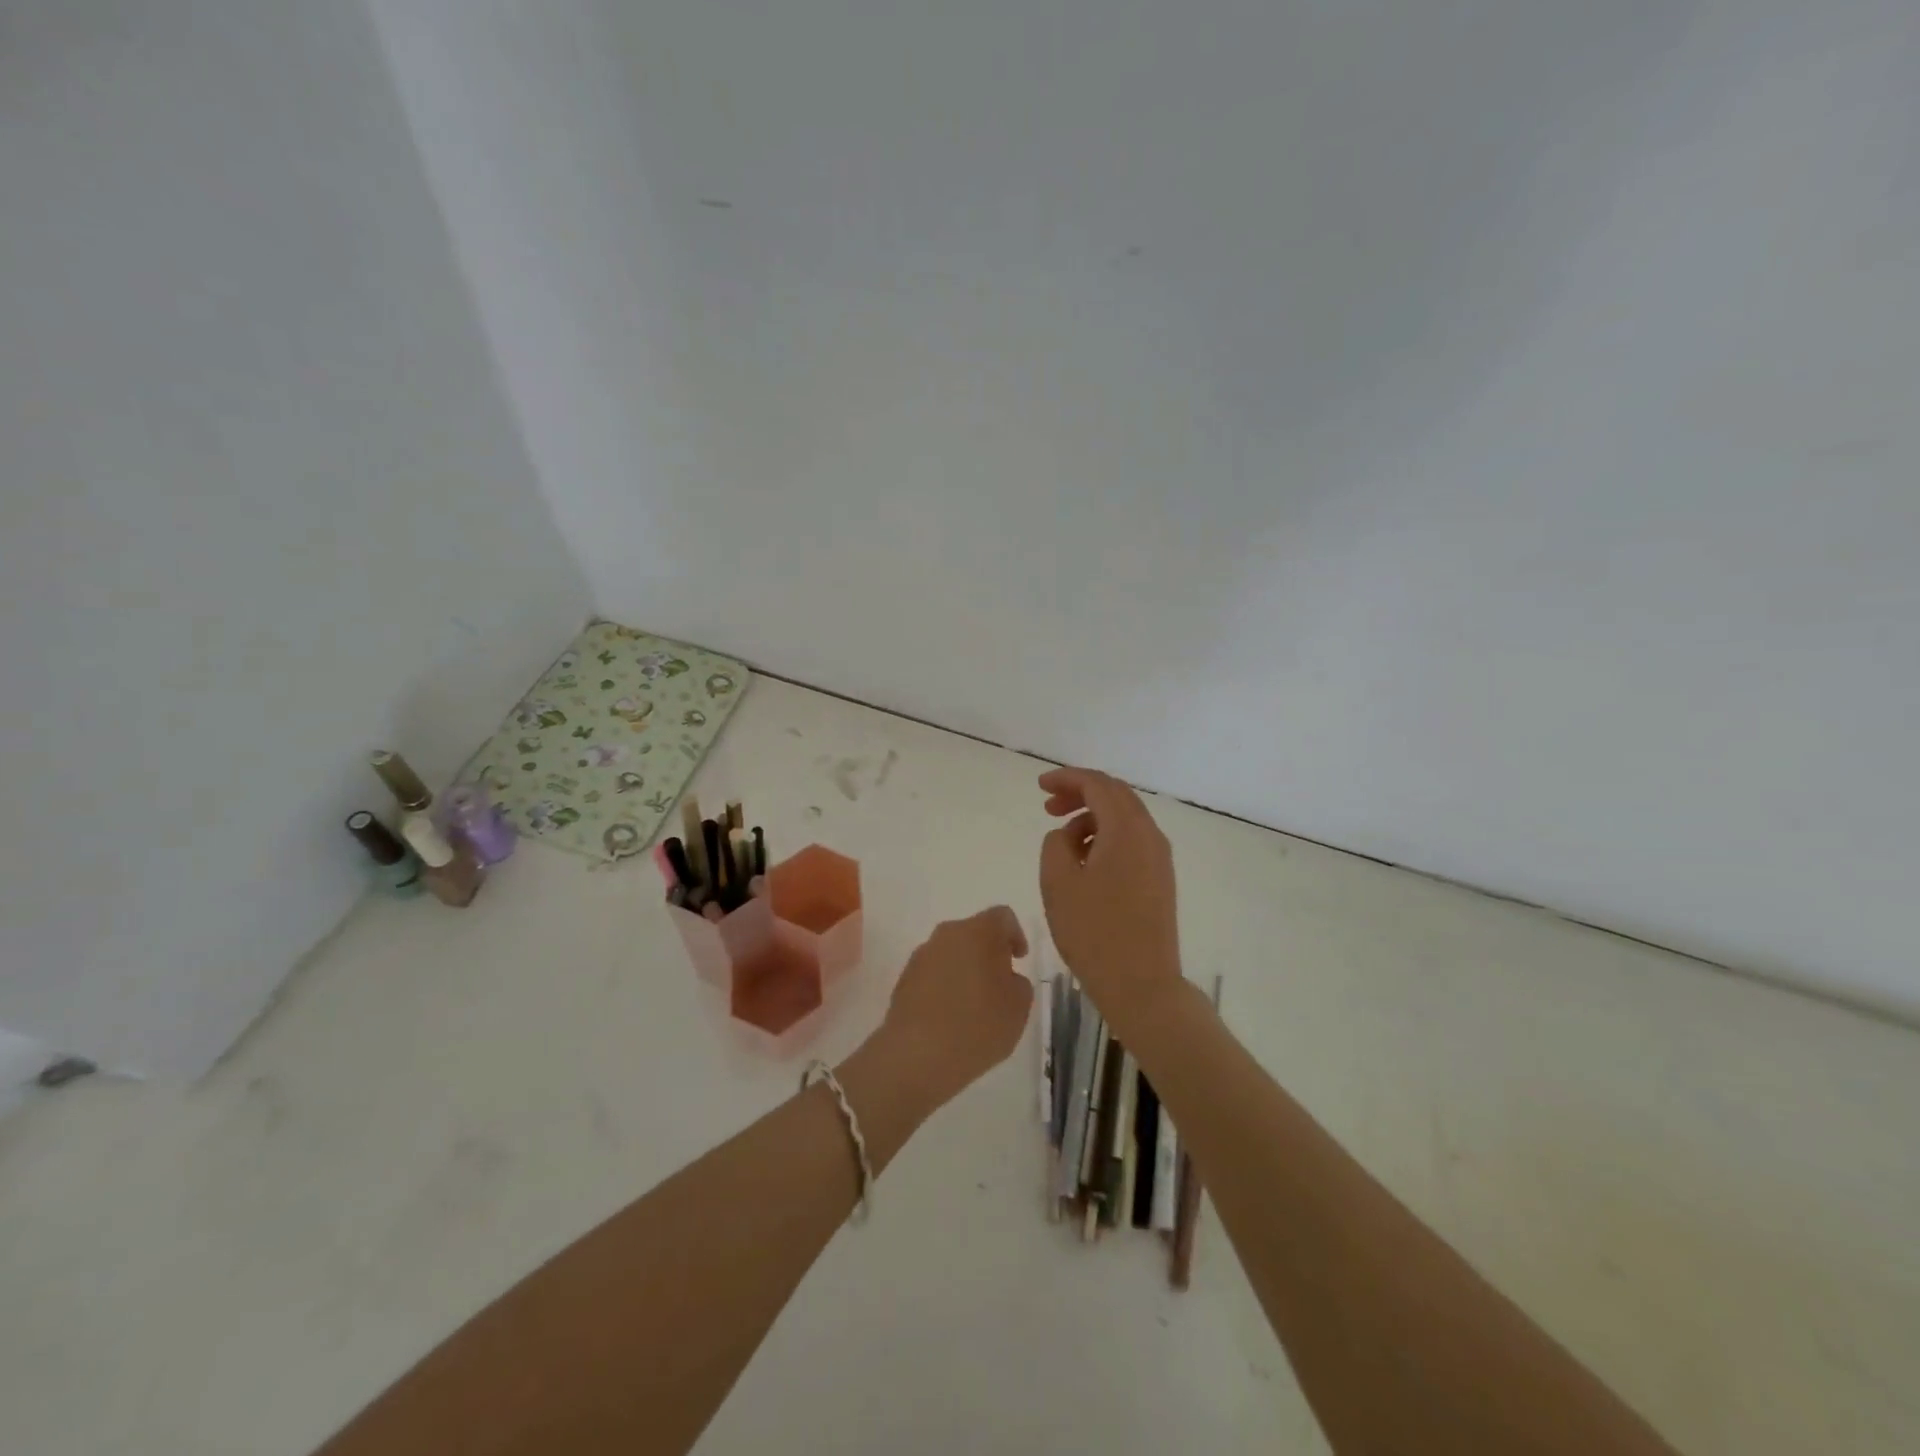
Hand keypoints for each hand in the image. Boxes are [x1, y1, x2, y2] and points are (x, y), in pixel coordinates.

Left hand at [879, 906, 1033, 1108]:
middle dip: (988, 952)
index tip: (1019, 959)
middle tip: (1000, 982)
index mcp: (978, 931)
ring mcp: (921, 956)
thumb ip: (1019, 983)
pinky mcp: (904, 979)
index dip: (1015, 934)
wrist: (917, 1055)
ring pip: (951, 952)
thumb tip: (1005, 977)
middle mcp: (947, 934)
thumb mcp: (1019, 1007)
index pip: (1002, 916)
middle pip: (974, 932)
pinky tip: (951, 1015)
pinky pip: (933, 973)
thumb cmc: (978, 1026)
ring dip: (965, 968)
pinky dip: (945, 985)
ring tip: (975, 1003)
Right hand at [1037, 767, 1183, 1030]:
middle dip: (1080, 793)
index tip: (1039, 786)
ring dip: (1092, 816)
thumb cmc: (1094, 932)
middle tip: (1048, 806)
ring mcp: (1159, 858)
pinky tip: (1085, 860)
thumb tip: (1066, 835)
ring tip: (1062, 839)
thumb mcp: (1058, 883)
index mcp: (1126, 830)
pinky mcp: (1160, 878)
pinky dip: (1106, 836)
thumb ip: (1055, 843)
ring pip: (1125, 818)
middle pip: (1115, 795)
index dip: (1066, 778)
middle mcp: (1150, 835)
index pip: (1097, 784)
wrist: (1142, 984)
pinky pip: (1132, 840)